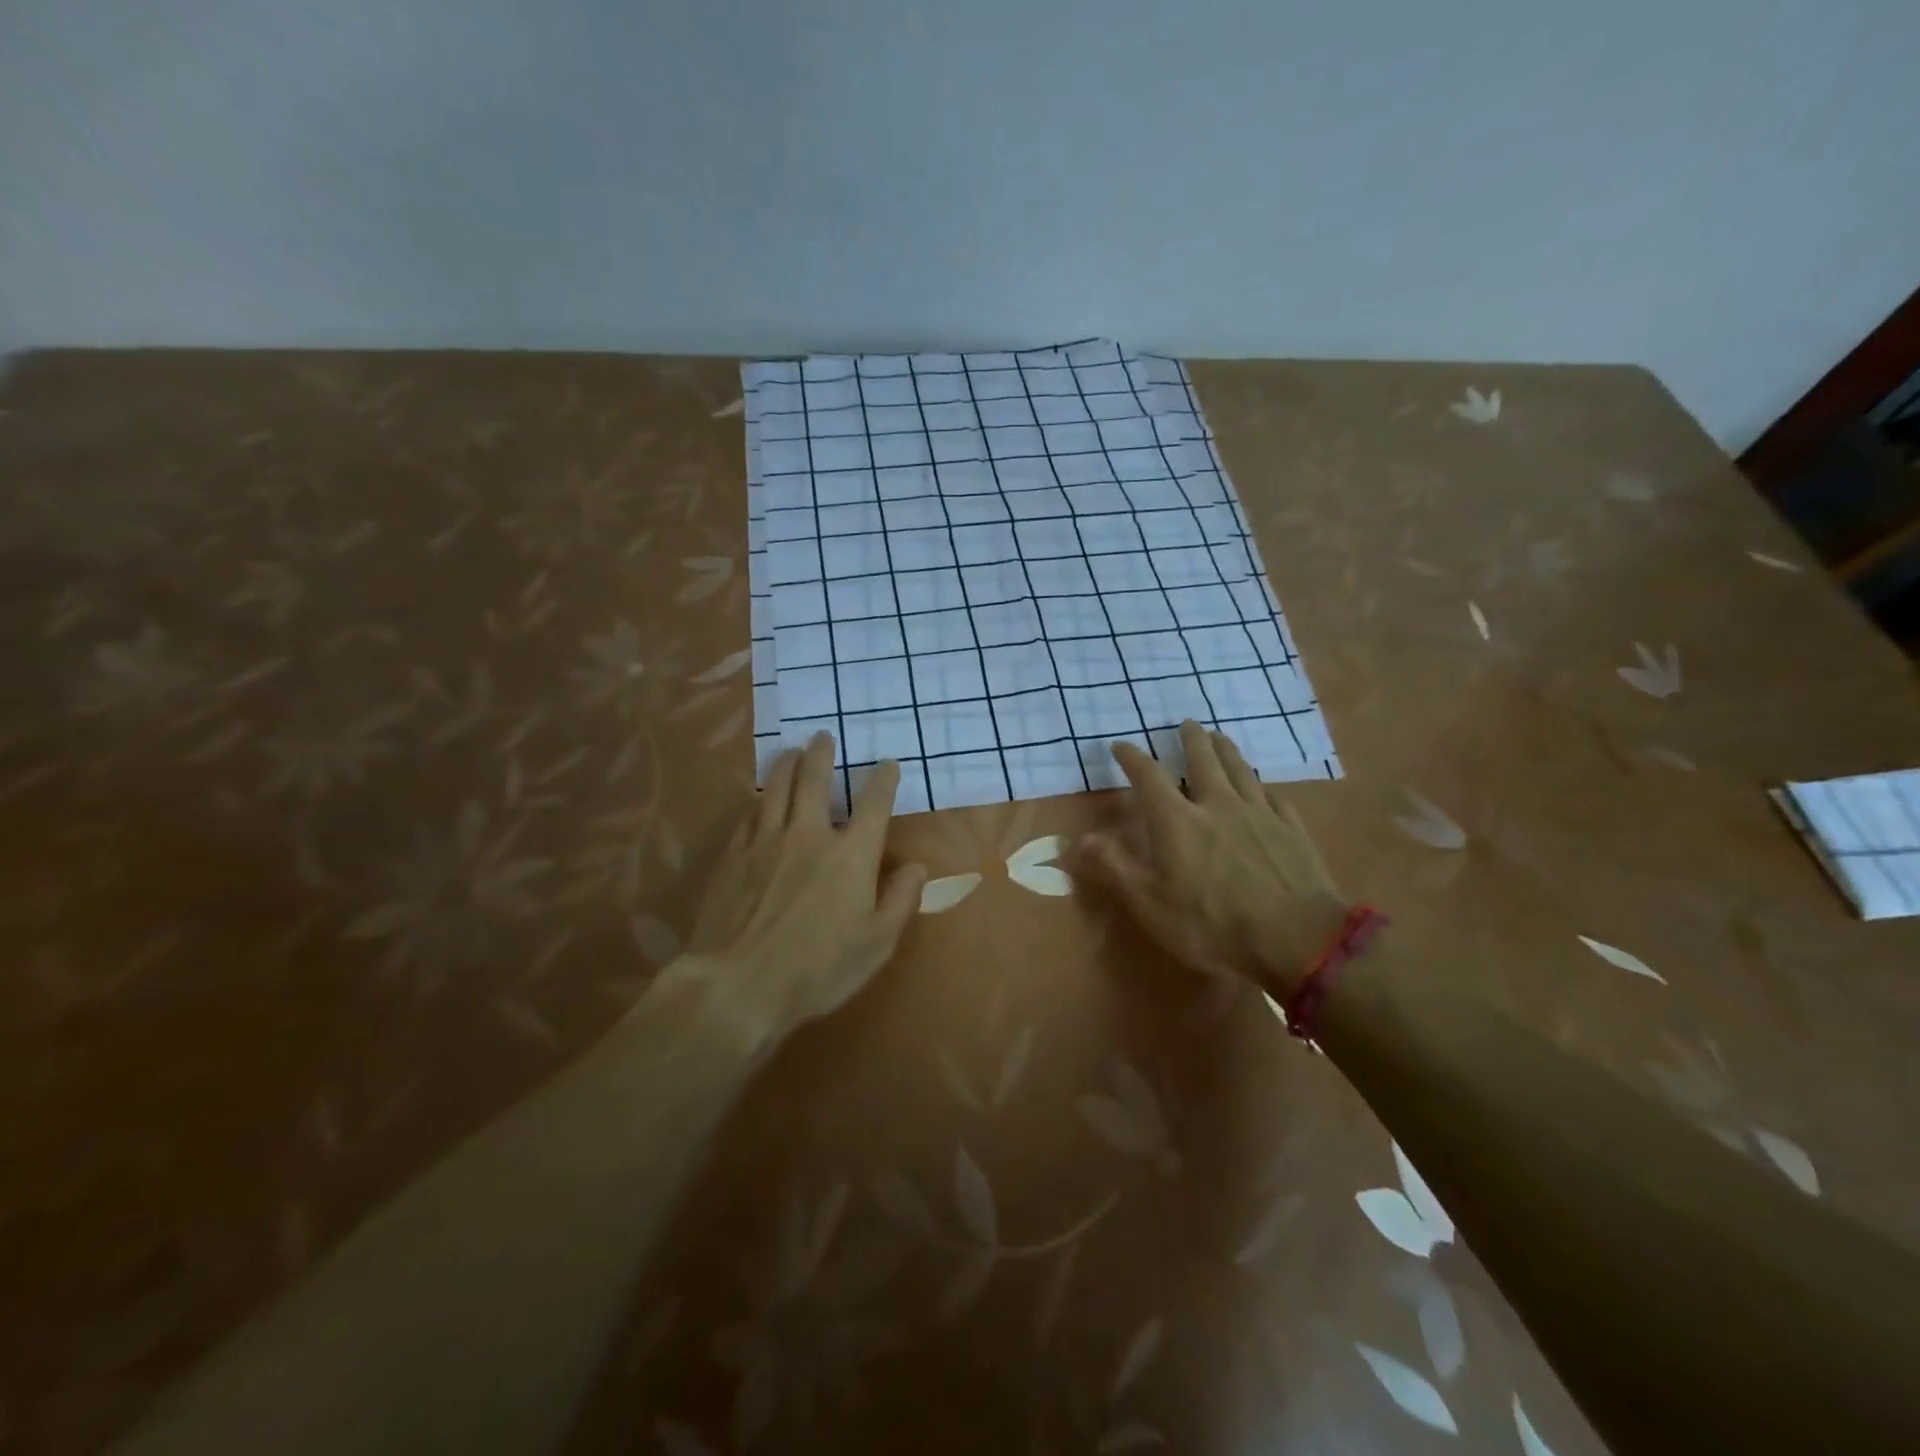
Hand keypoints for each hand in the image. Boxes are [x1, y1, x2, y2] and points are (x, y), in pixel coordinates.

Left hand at [680, 732, 925, 1047]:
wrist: (739, 984)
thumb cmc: (818, 969)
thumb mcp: (877, 944)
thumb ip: (900, 900)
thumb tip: (916, 867)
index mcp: (851, 855)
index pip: (873, 804)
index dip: (883, 780)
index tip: (887, 764)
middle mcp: (809, 835)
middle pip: (815, 781)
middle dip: (822, 755)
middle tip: (822, 736)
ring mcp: (766, 843)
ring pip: (777, 789)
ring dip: (787, 765)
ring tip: (792, 751)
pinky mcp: (733, 858)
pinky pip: (749, 816)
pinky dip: (759, 801)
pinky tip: (759, 799)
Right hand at [1075, 720, 1346, 998]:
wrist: (1298, 939)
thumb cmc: (1213, 925)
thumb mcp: (1150, 903)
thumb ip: (1114, 866)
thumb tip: (1077, 839)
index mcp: (1178, 821)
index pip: (1149, 777)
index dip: (1132, 758)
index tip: (1120, 745)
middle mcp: (1217, 805)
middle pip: (1203, 761)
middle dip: (1191, 740)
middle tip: (1187, 723)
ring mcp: (1259, 814)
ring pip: (1241, 770)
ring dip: (1227, 750)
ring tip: (1220, 737)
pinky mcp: (1291, 830)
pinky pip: (1274, 797)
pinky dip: (1263, 786)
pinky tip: (1264, 787)